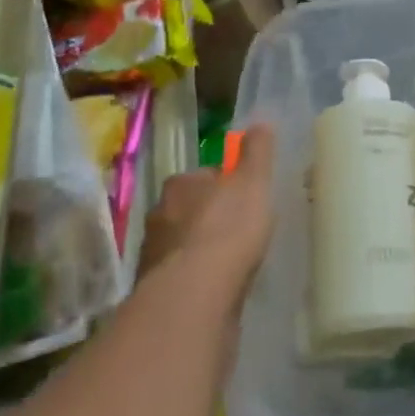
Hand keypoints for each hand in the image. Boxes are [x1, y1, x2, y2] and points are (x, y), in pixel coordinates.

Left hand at [139, 124, 277, 291]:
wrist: (195, 293)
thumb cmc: (228, 228)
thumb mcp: (253, 182)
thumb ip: (257, 152)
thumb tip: (261, 121)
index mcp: (180, 184)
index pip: (204, 176)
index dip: (226, 185)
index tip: (245, 197)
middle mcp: (159, 213)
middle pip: (190, 209)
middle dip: (209, 217)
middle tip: (240, 230)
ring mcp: (153, 253)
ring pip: (182, 243)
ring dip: (200, 249)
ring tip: (229, 262)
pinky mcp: (154, 288)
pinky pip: (180, 275)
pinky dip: (195, 277)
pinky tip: (216, 286)